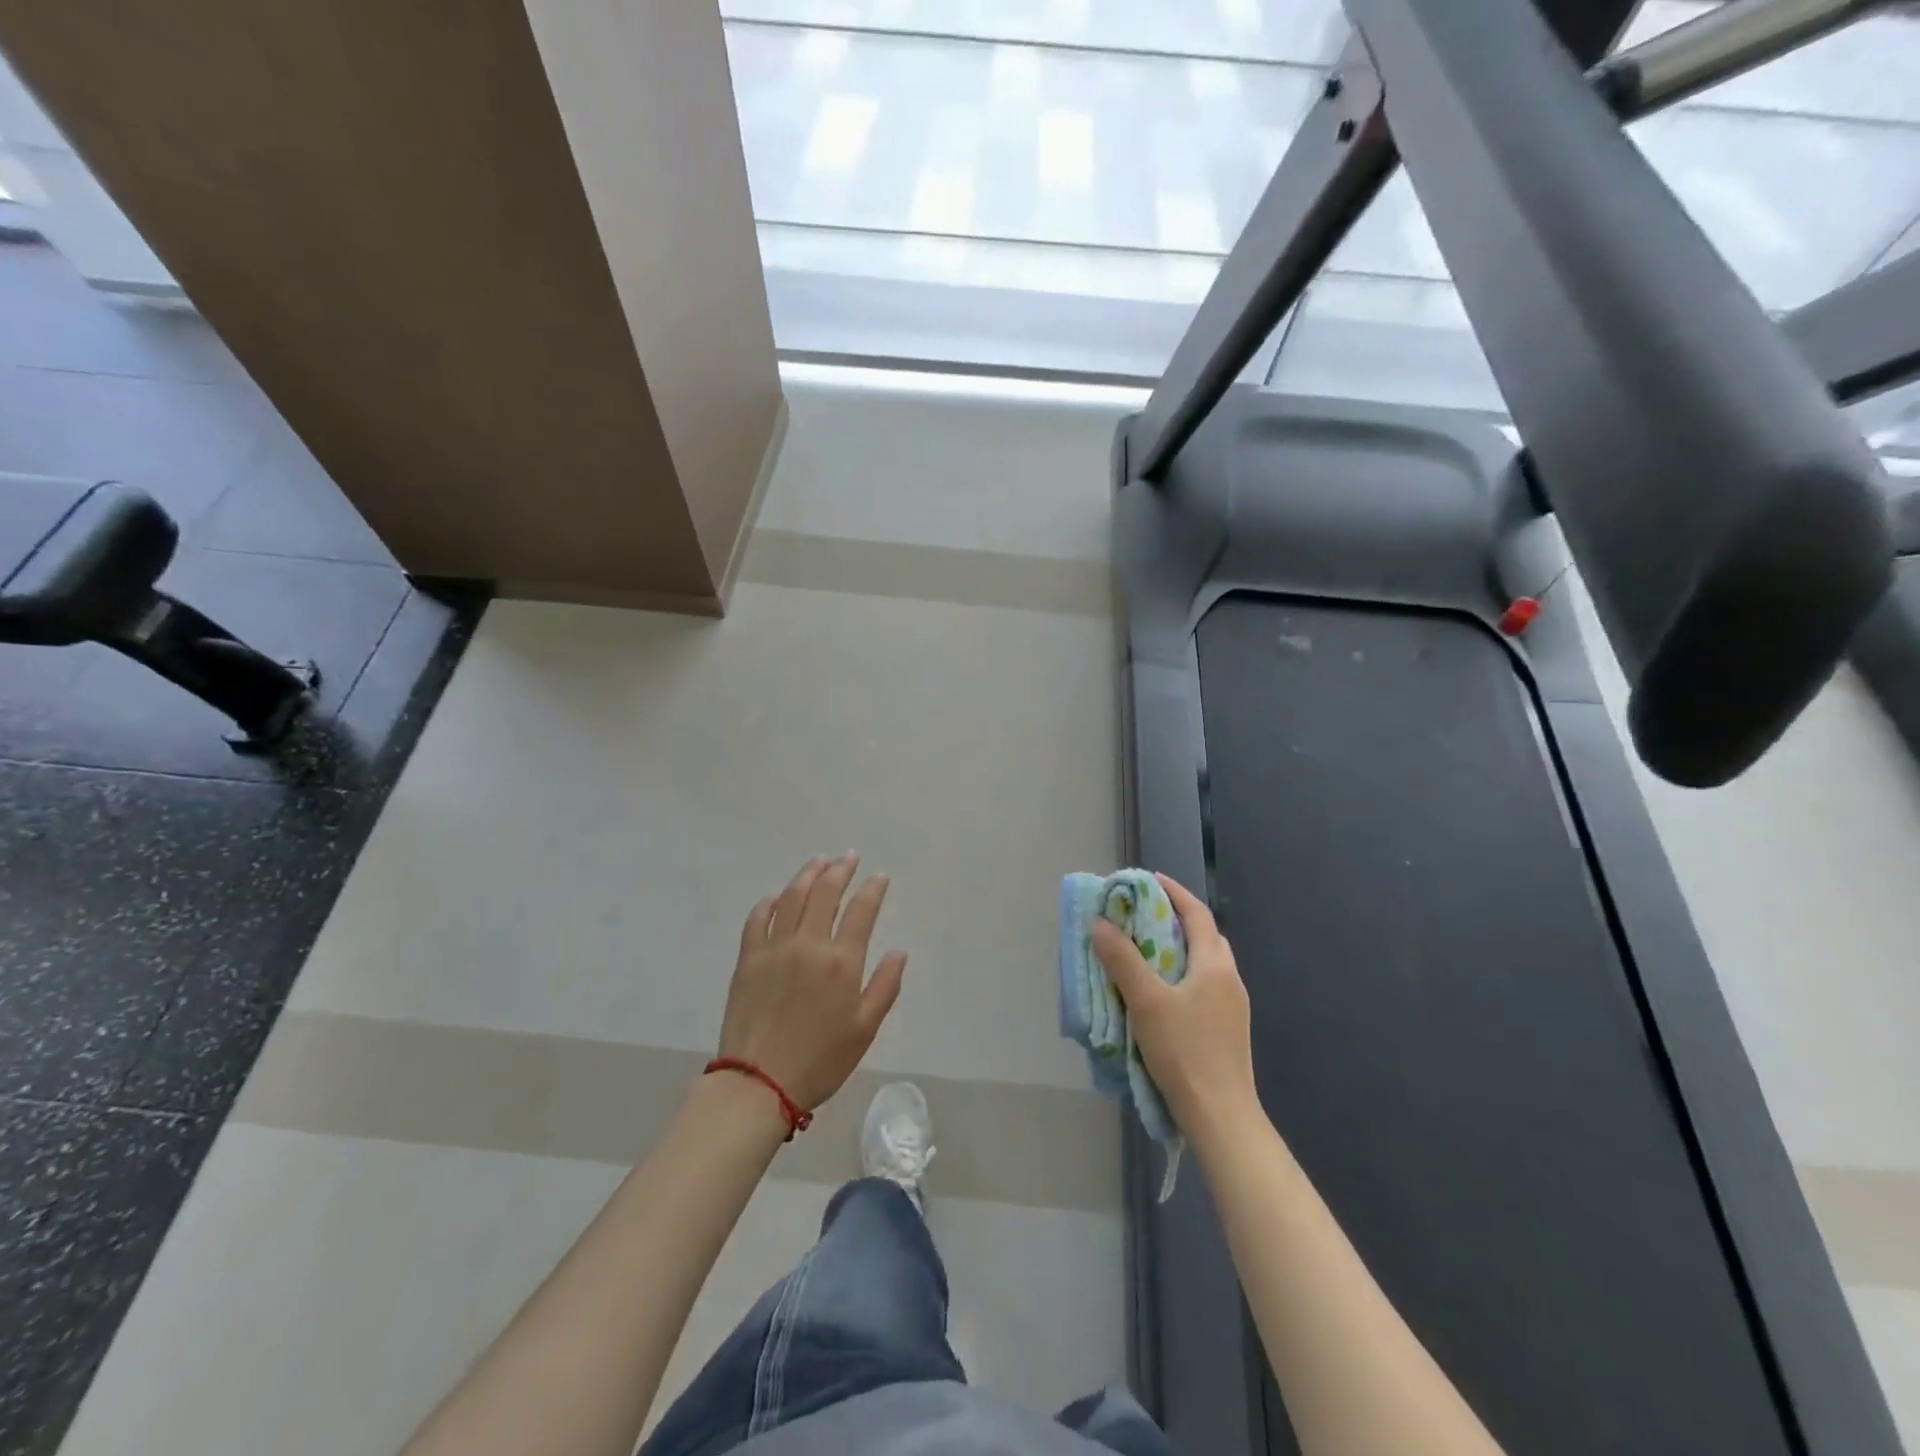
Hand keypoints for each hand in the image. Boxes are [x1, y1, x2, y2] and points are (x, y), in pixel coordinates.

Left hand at [716, 854, 906, 1113]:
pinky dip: (770, 902)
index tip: (879, 877)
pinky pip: (758, 918)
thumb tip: (899, 951)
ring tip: (819, 862)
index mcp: (841, 962)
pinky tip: (778, 896)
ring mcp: (774, 948)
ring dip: (808, 875)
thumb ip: (885, 986)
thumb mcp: (865, 1029)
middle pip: (825, 893)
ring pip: (792, 897)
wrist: (759, 1083)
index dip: (873, 889)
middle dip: (840, 870)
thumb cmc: (820, 1061)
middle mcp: (809, 944)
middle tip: (849, 857)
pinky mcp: (748, 958)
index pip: (861, 911)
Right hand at [1092, 873, 1256, 1142]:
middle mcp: (1229, 979)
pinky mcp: (1227, 1029)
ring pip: (1204, 963)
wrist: (1221, 1116)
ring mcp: (1232, 1007)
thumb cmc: (1184, 1052)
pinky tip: (1161, 992)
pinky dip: (1182, 974)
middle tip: (1142, 913)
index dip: (1174, 892)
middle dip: (1175, 918)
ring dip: (1178, 948)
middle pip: (1205, 936)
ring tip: (1146, 949)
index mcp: (1215, 965)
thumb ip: (1123, 960)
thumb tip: (1101, 924)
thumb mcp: (1146, 1001)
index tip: (1149, 880)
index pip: (1197, 914)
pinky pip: (1204, 986)